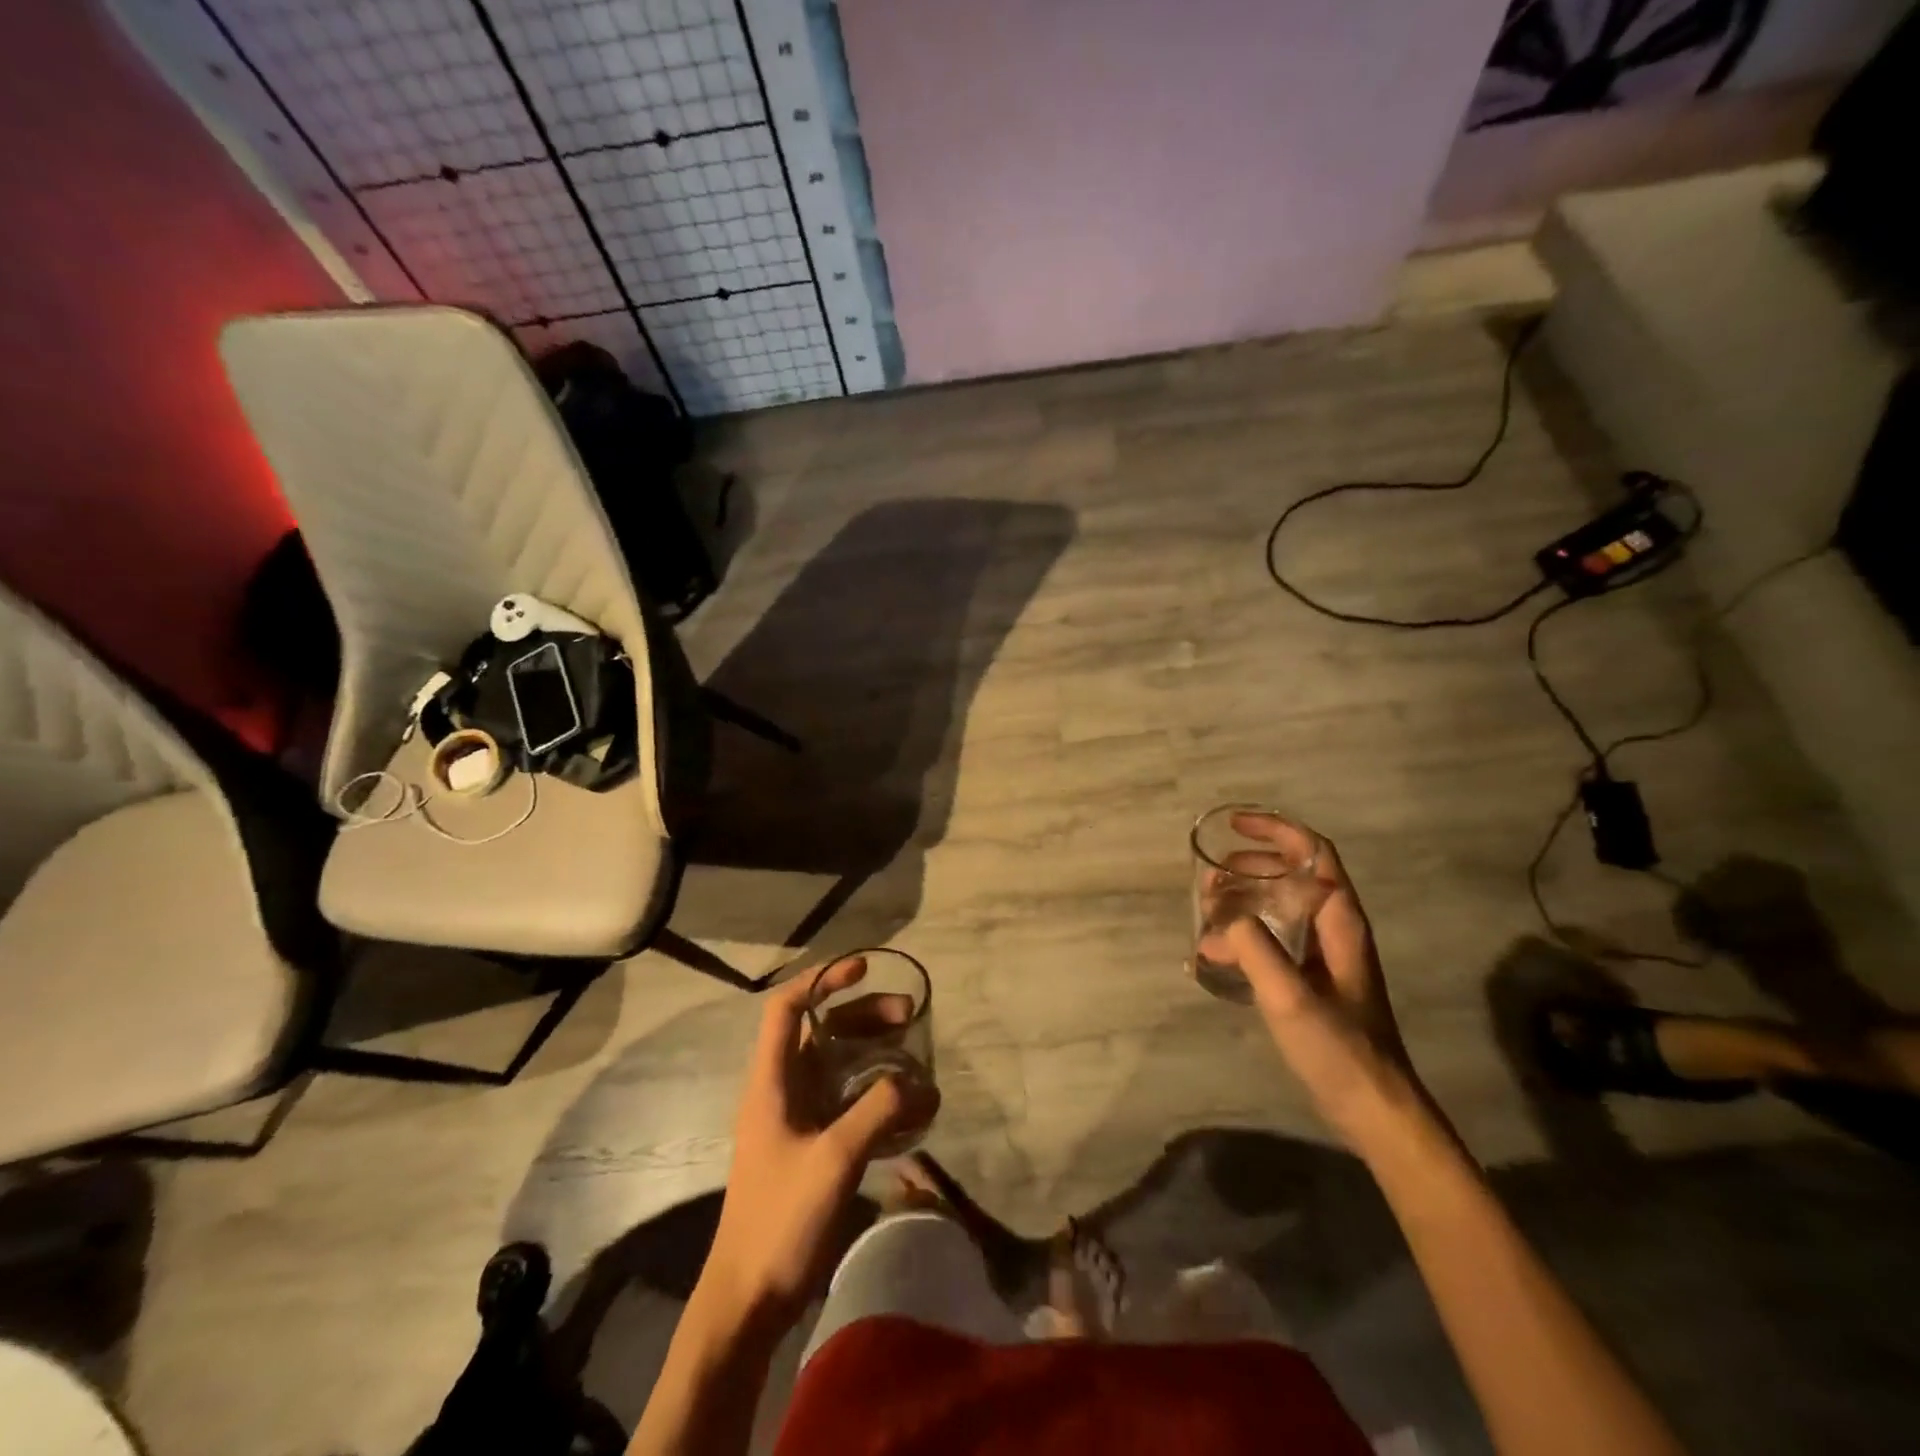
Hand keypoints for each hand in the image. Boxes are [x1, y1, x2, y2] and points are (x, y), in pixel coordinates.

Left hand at [698, 957, 938, 1329]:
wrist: (748, 1298)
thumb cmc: (780, 1219)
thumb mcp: (833, 1158)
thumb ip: (878, 1110)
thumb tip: (922, 1081)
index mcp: (771, 1081)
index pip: (787, 1008)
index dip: (822, 979)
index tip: (863, 969)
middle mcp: (783, 1090)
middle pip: (822, 1032)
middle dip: (864, 1016)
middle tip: (908, 1015)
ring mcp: (798, 1119)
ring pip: (839, 1066)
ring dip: (875, 1055)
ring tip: (915, 1056)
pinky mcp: (813, 1147)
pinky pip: (849, 1103)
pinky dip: (877, 1094)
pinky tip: (909, 1107)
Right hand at [1198, 826, 1424, 1143]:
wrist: (1376, 1109)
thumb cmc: (1339, 1049)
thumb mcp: (1290, 995)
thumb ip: (1254, 949)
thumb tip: (1221, 923)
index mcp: (1340, 921)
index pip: (1313, 853)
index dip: (1275, 830)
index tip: (1233, 827)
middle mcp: (1335, 929)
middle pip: (1294, 875)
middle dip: (1250, 866)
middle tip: (1210, 876)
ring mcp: (1326, 956)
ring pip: (1282, 906)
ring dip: (1246, 897)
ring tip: (1208, 908)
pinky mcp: (1314, 981)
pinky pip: (1276, 937)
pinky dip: (1246, 932)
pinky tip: (1220, 952)